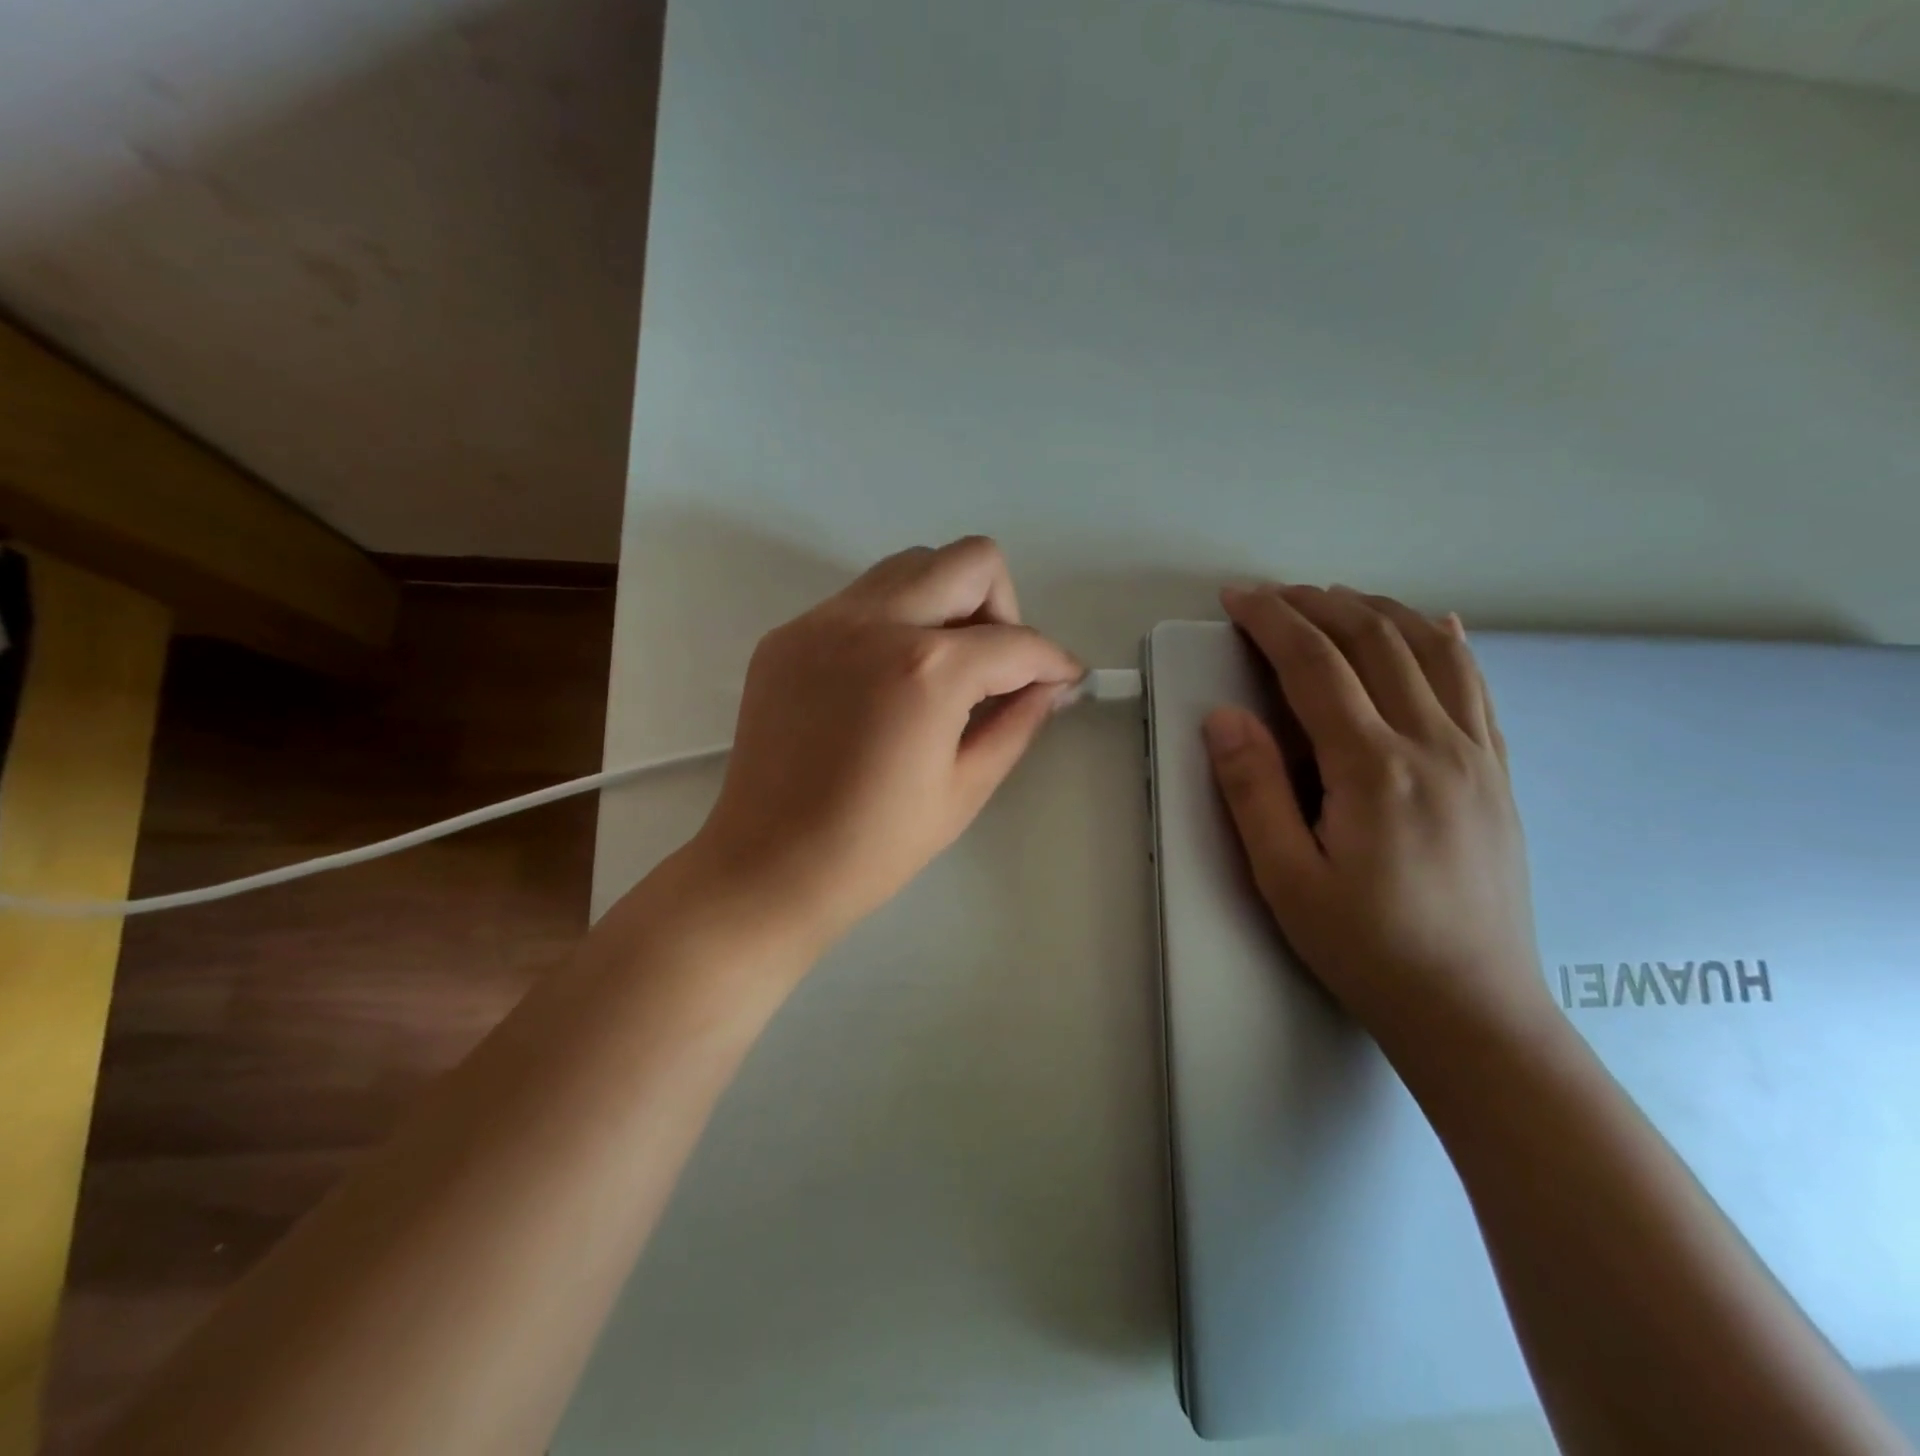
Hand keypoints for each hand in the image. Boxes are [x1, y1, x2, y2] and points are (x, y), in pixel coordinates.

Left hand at [686, 537, 1081, 948]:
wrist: (767, 866)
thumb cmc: (874, 846)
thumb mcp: (965, 789)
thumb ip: (1018, 722)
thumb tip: (1051, 685)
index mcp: (927, 669)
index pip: (1017, 641)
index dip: (1053, 661)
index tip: (1063, 679)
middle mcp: (874, 623)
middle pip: (970, 562)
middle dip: (1003, 608)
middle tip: (996, 667)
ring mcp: (822, 621)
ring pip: (910, 567)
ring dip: (946, 602)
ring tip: (943, 669)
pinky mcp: (788, 635)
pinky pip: (860, 600)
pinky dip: (893, 622)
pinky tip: (887, 682)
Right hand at [1202, 583, 1549, 1043]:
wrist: (1473, 1009)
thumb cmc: (1367, 947)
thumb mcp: (1286, 878)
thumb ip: (1253, 790)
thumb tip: (1224, 717)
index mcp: (1375, 769)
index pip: (1315, 665)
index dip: (1271, 621)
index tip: (1237, 598)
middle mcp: (1434, 745)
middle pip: (1375, 641)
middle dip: (1317, 604)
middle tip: (1272, 595)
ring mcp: (1476, 755)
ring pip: (1431, 650)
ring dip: (1378, 611)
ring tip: (1334, 600)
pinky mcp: (1497, 773)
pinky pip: (1476, 685)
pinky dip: (1445, 642)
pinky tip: (1433, 626)